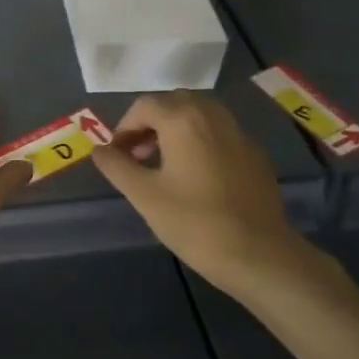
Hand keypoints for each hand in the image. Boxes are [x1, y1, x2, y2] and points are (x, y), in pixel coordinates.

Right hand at [92, 91, 329, 300]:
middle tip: (137, 155)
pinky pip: (220, 133)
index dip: (124, 127)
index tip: (117, 155)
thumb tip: (99, 150)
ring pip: (199, 115)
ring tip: (164, 164)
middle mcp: (212, 115)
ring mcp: (238, 133)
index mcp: (183, 119)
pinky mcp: (255, 154)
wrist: (259, 254)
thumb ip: (117, 166)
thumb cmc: (194, 222)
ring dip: (175, 129)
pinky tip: (196, 176)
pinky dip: (200, 141)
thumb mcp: (144, 195)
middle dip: (150, 123)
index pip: (145, 105)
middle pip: (174, 103)